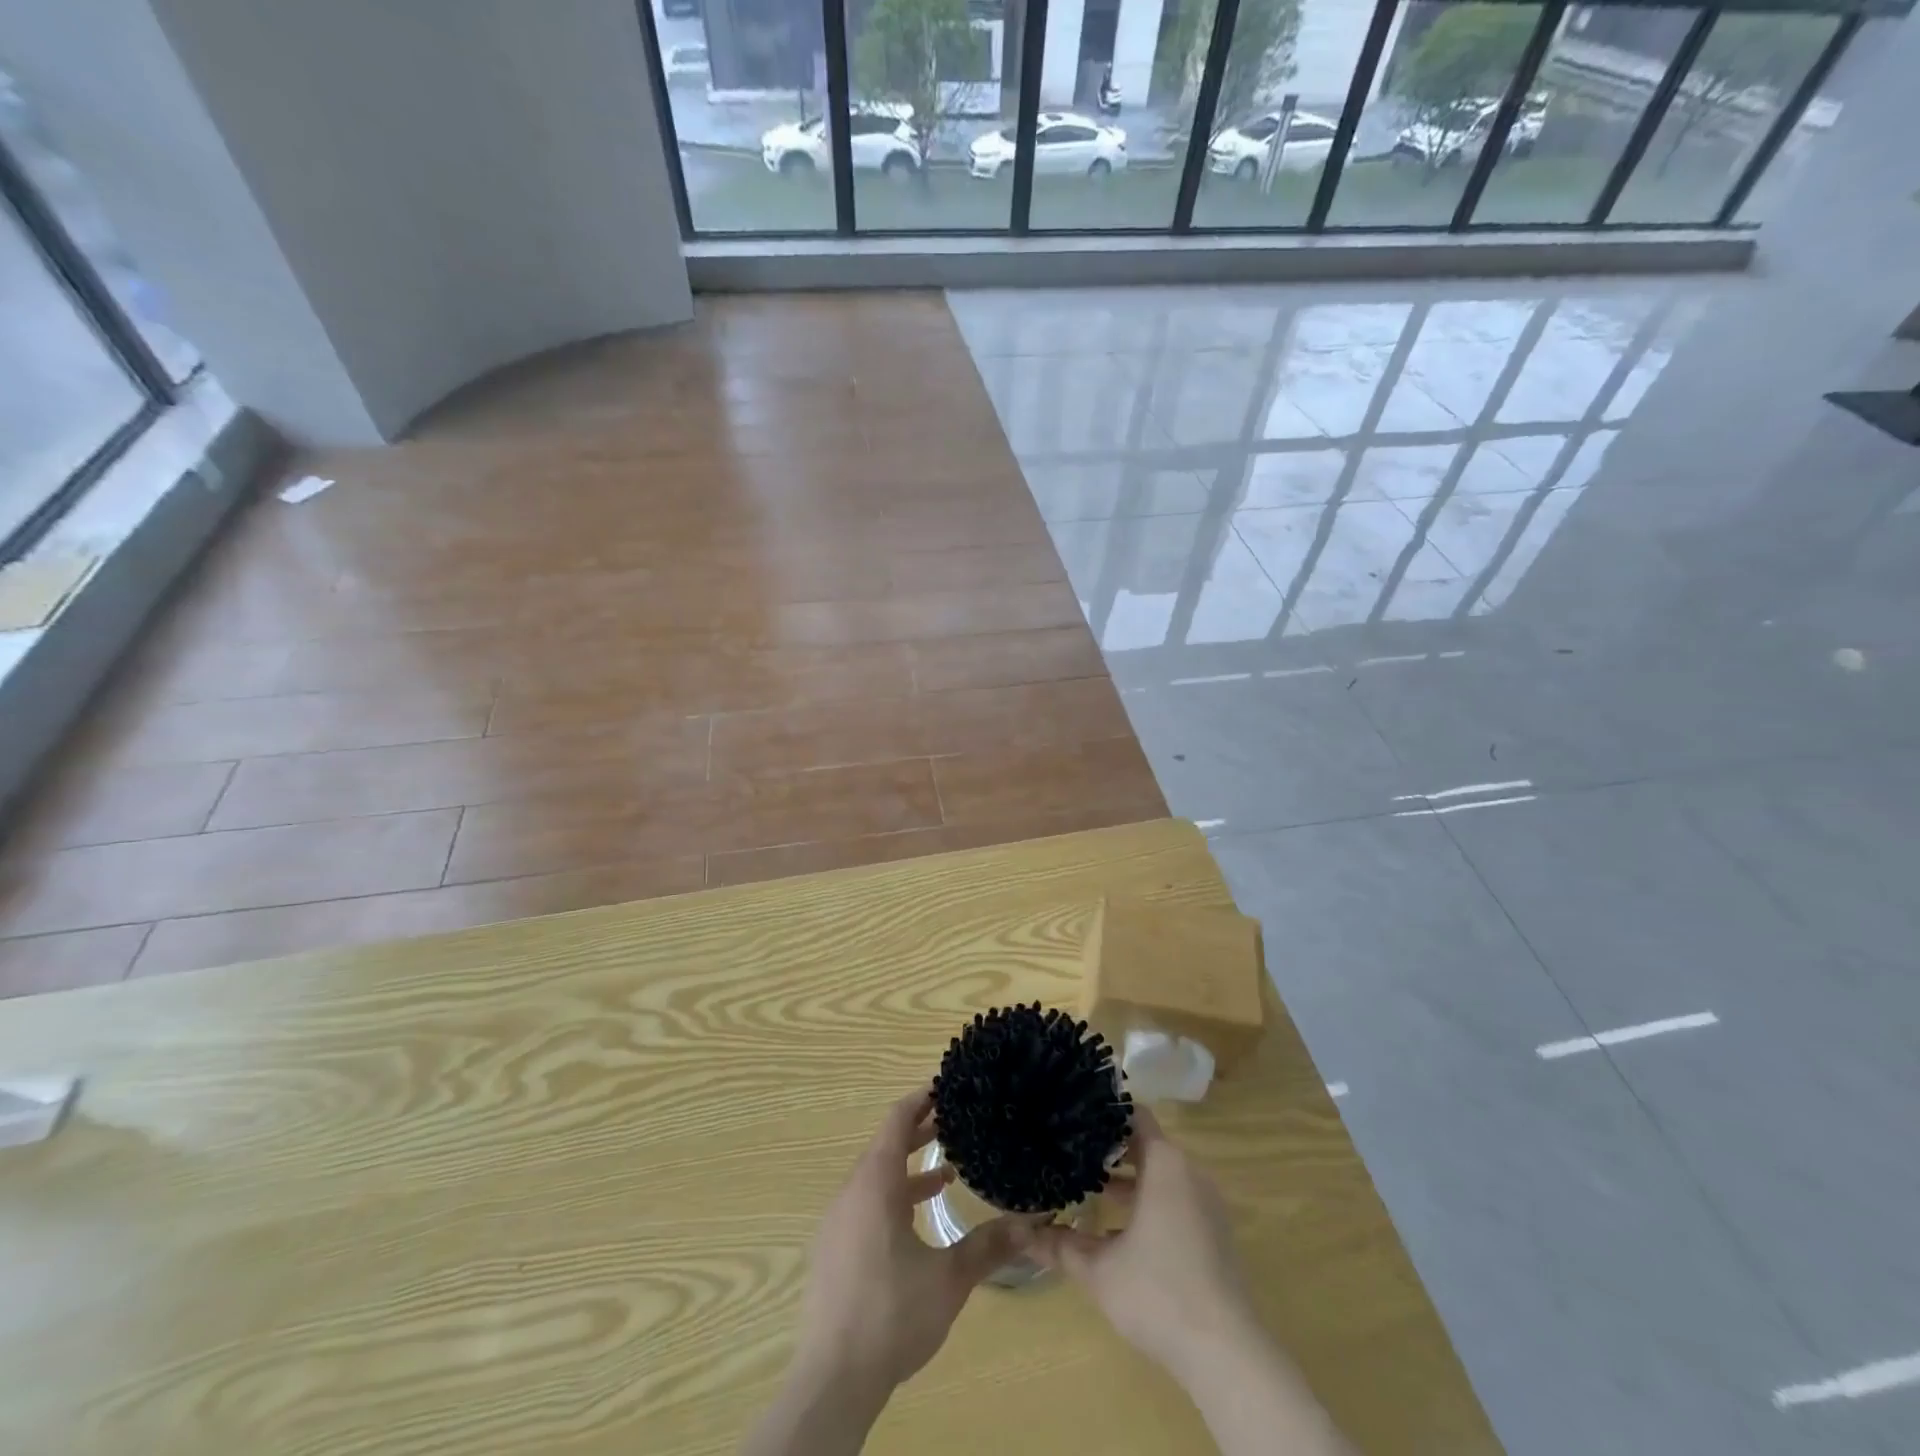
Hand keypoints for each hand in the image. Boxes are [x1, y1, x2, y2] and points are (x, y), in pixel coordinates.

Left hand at [794, 1086, 1031, 1394]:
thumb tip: (1033, 1221)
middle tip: (956, 1123)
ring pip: (875, 1177)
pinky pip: (865, 1203)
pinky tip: (917, 1223)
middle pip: (886, 1145)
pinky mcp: (833, 1249)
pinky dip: (892, 1196)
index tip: (947, 1087)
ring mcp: (838, 1221)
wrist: (832, 1379)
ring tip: (947, 1174)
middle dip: (920, 1132)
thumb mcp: (949, 1278)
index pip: (896, 1120)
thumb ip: (989, 1245)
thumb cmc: (891, 1314)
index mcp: (875, 1183)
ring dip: (908, 1169)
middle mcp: (852, 1192)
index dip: (921, 1099)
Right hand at [1029, 1106, 1255, 1382]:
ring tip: (1090, 1192)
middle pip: (1145, 1145)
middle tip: (1072, 1154)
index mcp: (1164, 1163)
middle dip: (1109, 1151)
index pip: (1134, 1115)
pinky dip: (1150, 1204)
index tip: (1074, 1119)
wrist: (1226, 1354)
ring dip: (1129, 1182)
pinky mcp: (1215, 1233)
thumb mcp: (1098, 1269)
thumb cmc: (1157, 1293)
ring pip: (1161, 1176)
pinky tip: (1120, 1233)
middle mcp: (1189, 1172)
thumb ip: (1059, 1245)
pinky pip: (1177, 1200)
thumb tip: (1019, 1232)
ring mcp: (1207, 1203)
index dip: (1104, 1114)